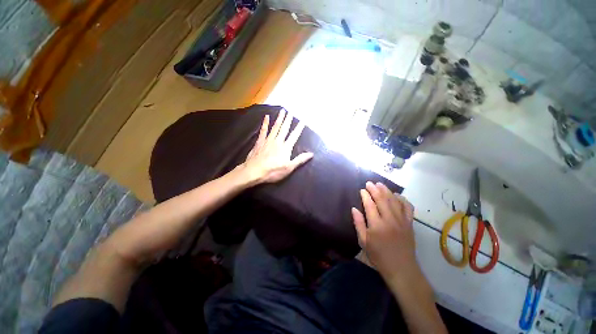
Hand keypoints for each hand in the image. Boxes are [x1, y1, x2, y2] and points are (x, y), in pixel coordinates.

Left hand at [239, 110, 313, 183]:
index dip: (299, 128)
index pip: (294, 136)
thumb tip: (311, 154)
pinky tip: (266, 117)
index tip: (302, 120)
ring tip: (282, 111)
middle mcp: (278, 141)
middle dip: (288, 120)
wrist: (255, 171)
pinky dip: (265, 123)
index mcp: (285, 147)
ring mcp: (268, 140)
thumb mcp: (289, 167)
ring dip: (279, 119)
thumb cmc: (273, 171)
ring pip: (275, 127)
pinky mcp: (260, 142)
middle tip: (291, 111)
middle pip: (284, 128)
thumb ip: (300, 160)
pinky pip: (263, 130)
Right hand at [352, 182, 417, 281]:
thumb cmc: (379, 256)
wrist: (402, 269)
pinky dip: (402, 199)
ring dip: (387, 190)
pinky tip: (397, 195)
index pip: (370, 205)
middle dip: (375, 189)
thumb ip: (359, 224)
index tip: (362, 190)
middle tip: (369, 183)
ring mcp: (402, 221)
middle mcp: (390, 220)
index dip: (365, 195)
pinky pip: (408, 207)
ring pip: (394, 200)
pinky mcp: (410, 223)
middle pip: (382, 199)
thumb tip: (354, 209)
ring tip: (380, 184)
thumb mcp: (364, 242)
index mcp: (377, 225)